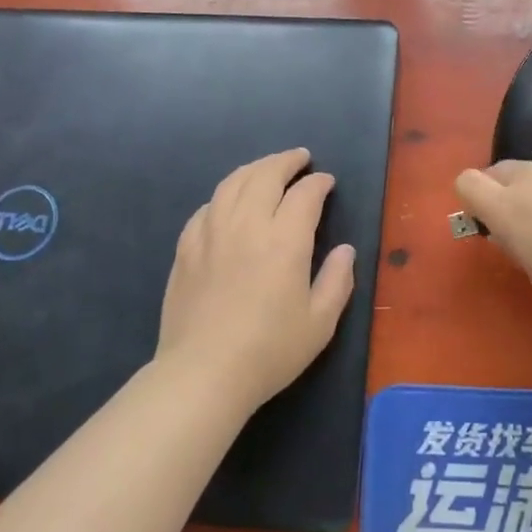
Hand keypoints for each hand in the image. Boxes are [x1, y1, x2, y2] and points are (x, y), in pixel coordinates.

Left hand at [156, 148, 356, 414]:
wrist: (203, 373)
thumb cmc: (270, 351)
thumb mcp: (320, 323)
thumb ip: (337, 280)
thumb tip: (345, 250)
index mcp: (285, 240)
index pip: (304, 195)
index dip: (318, 183)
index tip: (326, 182)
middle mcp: (247, 225)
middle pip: (265, 175)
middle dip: (286, 161)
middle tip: (299, 158)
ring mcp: (211, 233)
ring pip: (232, 184)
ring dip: (254, 169)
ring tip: (266, 168)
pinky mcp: (186, 249)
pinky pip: (206, 207)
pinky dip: (223, 195)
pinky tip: (228, 202)